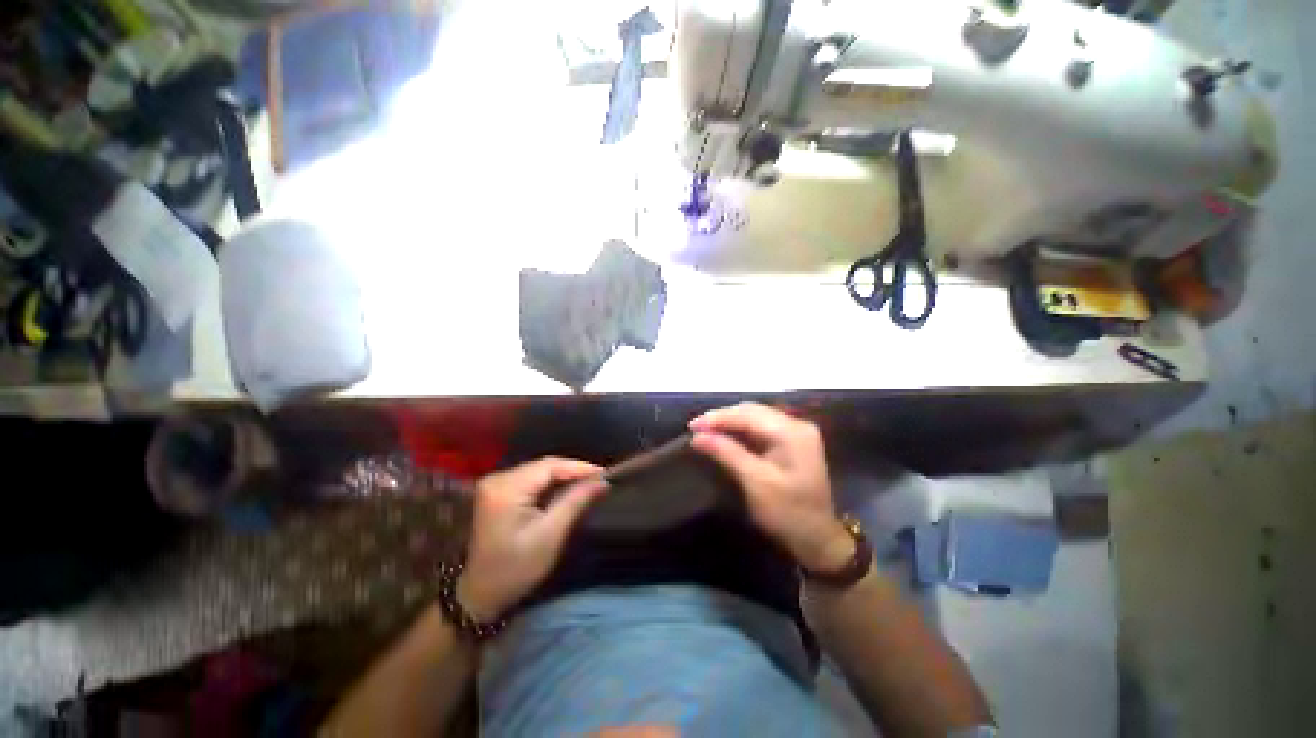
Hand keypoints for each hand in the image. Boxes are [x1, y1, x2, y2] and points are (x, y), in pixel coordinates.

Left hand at [457, 458, 605, 620]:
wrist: (480, 594)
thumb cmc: (516, 569)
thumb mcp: (550, 535)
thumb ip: (575, 502)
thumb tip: (602, 480)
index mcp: (506, 489)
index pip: (549, 466)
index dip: (579, 467)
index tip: (605, 473)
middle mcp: (498, 479)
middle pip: (544, 466)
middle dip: (573, 472)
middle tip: (599, 480)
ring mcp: (495, 484)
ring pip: (539, 471)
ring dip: (564, 477)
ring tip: (588, 484)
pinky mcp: (498, 491)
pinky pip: (531, 479)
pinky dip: (551, 484)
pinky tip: (567, 490)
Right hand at [689, 402, 852, 571]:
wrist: (819, 540)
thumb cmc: (789, 513)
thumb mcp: (756, 483)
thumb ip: (727, 453)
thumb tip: (697, 436)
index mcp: (792, 432)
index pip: (749, 414)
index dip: (718, 417)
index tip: (692, 426)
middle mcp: (796, 425)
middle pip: (752, 411)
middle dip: (722, 418)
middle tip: (696, 429)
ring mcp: (795, 433)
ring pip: (754, 418)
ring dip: (729, 423)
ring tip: (705, 432)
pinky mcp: (791, 442)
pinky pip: (760, 429)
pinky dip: (740, 432)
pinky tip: (724, 438)